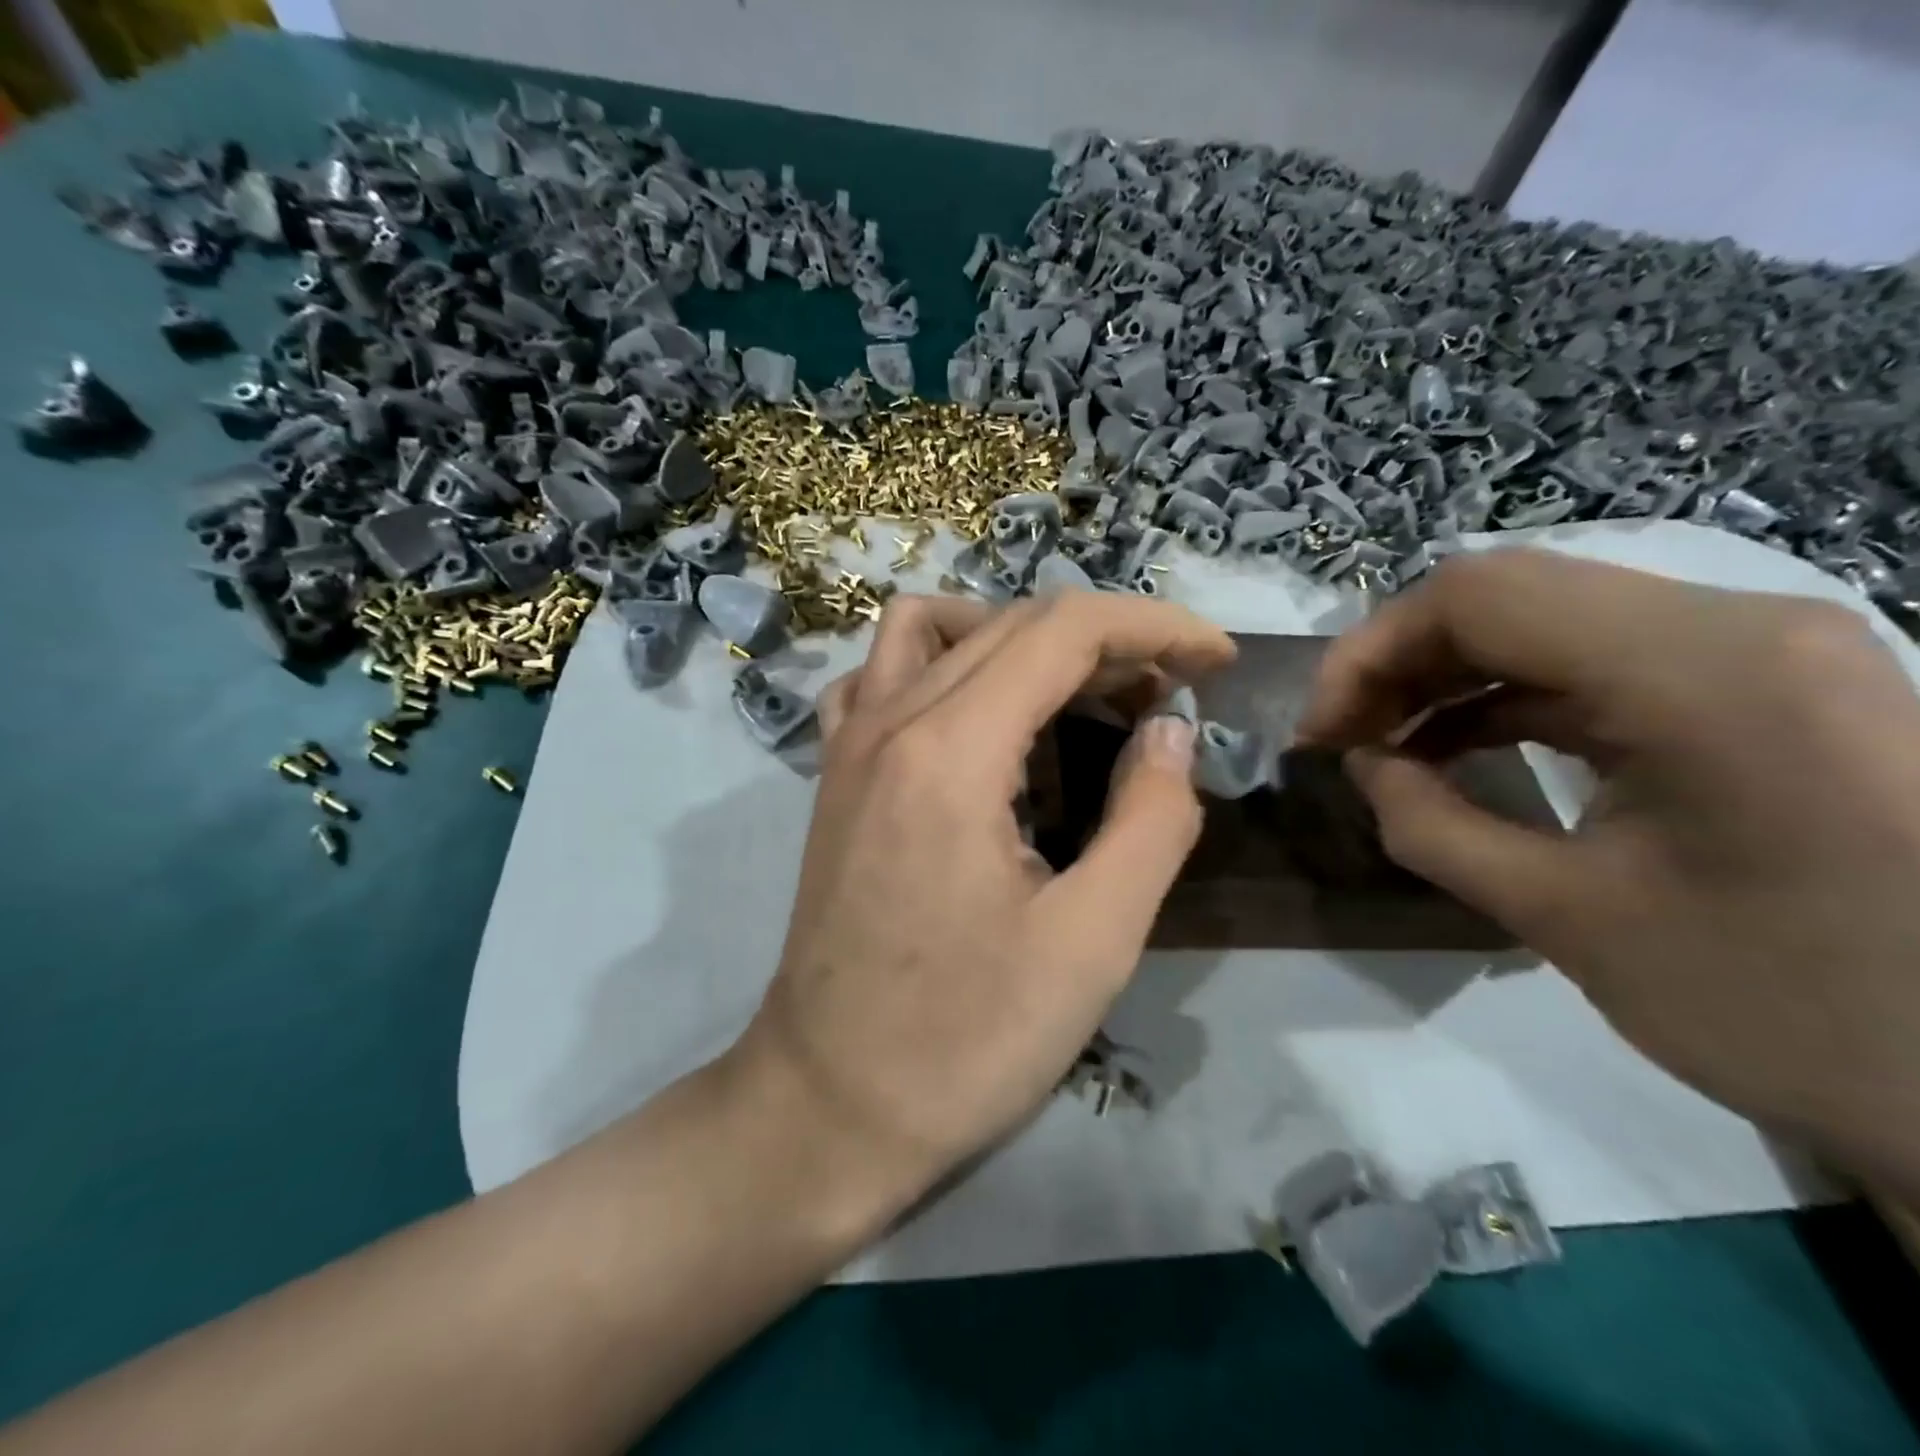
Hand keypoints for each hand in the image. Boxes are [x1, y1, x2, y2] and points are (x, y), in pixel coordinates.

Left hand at [727, 592, 1233, 1221]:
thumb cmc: (966, 1041)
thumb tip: (1172, 730)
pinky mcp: (833, 775)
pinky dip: (940, 666)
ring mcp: (848, 744)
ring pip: (934, 629)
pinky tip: (977, 721)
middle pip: (1008, 623)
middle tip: (1167, 698)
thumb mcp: (1093, 942)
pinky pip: (880, 677)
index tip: (1218, 662)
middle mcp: (888, 720)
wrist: (829, 1104)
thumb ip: (1151, 819)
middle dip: (1105, 640)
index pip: (1064, 631)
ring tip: (1075, 698)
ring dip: (1017, 639)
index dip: (1155, 628)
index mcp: (951, 751)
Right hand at [1299, 550, 1919, 1193]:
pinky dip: (1508, 690)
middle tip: (1345, 737)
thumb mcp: (1568, 920)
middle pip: (1508, 592)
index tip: (1322, 731)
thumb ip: (1431, 826)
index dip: (1369, 651)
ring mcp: (1762, 646)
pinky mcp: (1763, 681)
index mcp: (1701, 671)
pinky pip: (1597, 654)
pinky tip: (1461, 743)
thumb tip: (1359, 764)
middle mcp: (1741, 624)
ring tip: (1388, 741)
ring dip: (1448, 673)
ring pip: (1547, 616)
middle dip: (1400, 661)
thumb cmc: (1786, 1008)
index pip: (1477, 594)